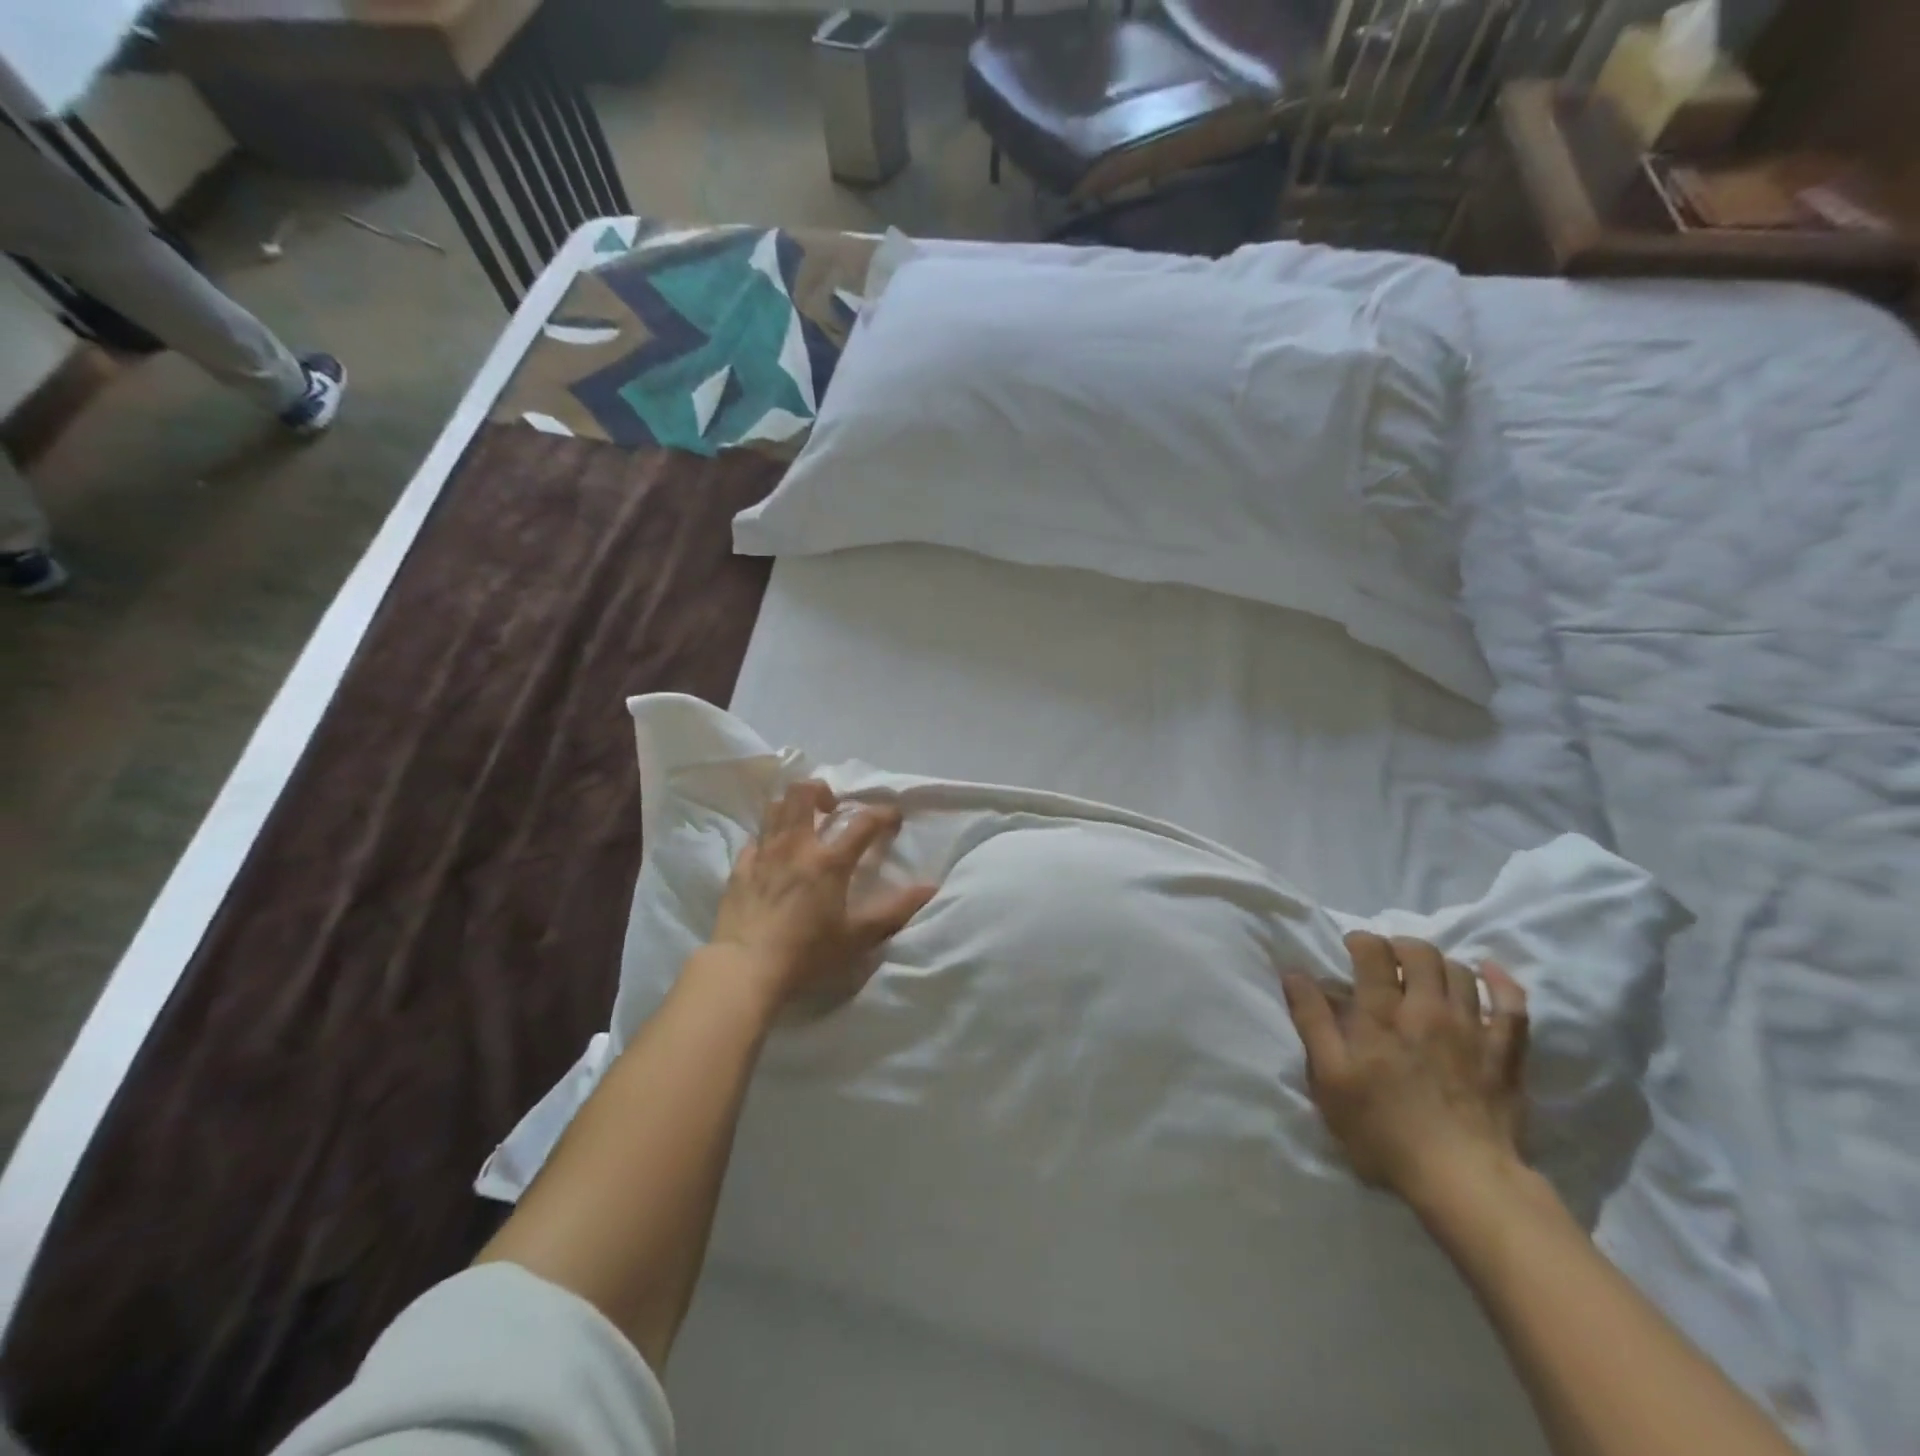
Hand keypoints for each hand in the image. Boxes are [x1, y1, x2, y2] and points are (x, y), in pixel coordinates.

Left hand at [709, 780, 935, 1006]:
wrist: (745, 969)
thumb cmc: (807, 953)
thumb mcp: (858, 937)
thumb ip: (895, 910)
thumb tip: (930, 888)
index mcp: (829, 860)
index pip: (863, 822)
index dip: (883, 814)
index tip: (894, 816)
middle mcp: (796, 846)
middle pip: (804, 793)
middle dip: (822, 790)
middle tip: (833, 807)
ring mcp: (763, 854)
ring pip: (775, 807)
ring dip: (792, 805)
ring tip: (803, 822)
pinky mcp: (739, 868)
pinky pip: (754, 838)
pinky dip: (767, 837)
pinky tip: (772, 852)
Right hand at [1281, 932, 1528, 1211]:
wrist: (1463, 1181)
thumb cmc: (1383, 1131)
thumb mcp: (1330, 1079)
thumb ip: (1312, 1021)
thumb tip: (1294, 973)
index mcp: (1382, 1015)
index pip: (1373, 952)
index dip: (1361, 941)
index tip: (1351, 949)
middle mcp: (1428, 1010)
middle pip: (1420, 953)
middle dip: (1399, 946)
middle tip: (1387, 961)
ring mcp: (1472, 1029)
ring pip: (1460, 971)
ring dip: (1438, 963)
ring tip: (1424, 975)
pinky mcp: (1506, 1054)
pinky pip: (1512, 1004)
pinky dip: (1501, 982)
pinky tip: (1489, 972)